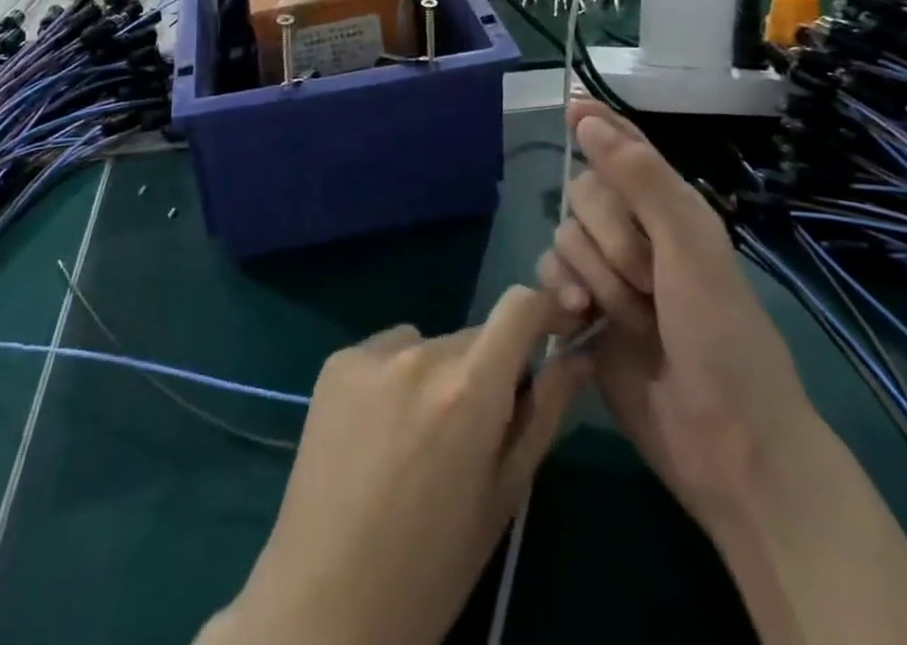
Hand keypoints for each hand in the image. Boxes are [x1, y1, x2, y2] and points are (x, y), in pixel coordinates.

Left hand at [199, 287, 587, 644]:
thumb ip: (544, 413)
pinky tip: (378, 433)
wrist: (328, 601)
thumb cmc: (434, 566)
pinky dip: (394, 377)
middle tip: (472, 433)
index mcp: (470, 388)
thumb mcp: (504, 494)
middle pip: (473, 337)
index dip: (543, 312)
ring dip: (438, 375)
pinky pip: (386, 352)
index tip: (553, 332)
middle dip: (485, 370)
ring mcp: (371, 353)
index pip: (519, 306)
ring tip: (416, 441)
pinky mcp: (336, 361)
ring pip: (430, 344)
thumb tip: (578, 356)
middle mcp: (420, 353)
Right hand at [536, 101, 815, 521]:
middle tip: (647, 278)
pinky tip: (580, 322)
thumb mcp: (690, 249)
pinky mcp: (584, 313)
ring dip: (592, 275)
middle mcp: (637, 234)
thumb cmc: (722, 338)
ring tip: (627, 318)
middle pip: (584, 194)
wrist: (725, 445)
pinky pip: (549, 276)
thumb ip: (640, 180)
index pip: (626, 147)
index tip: (569, 104)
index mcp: (670, 209)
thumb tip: (585, 118)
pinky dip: (562, 296)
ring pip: (564, 237)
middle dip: (608, 236)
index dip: (599, 124)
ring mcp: (608, 275)